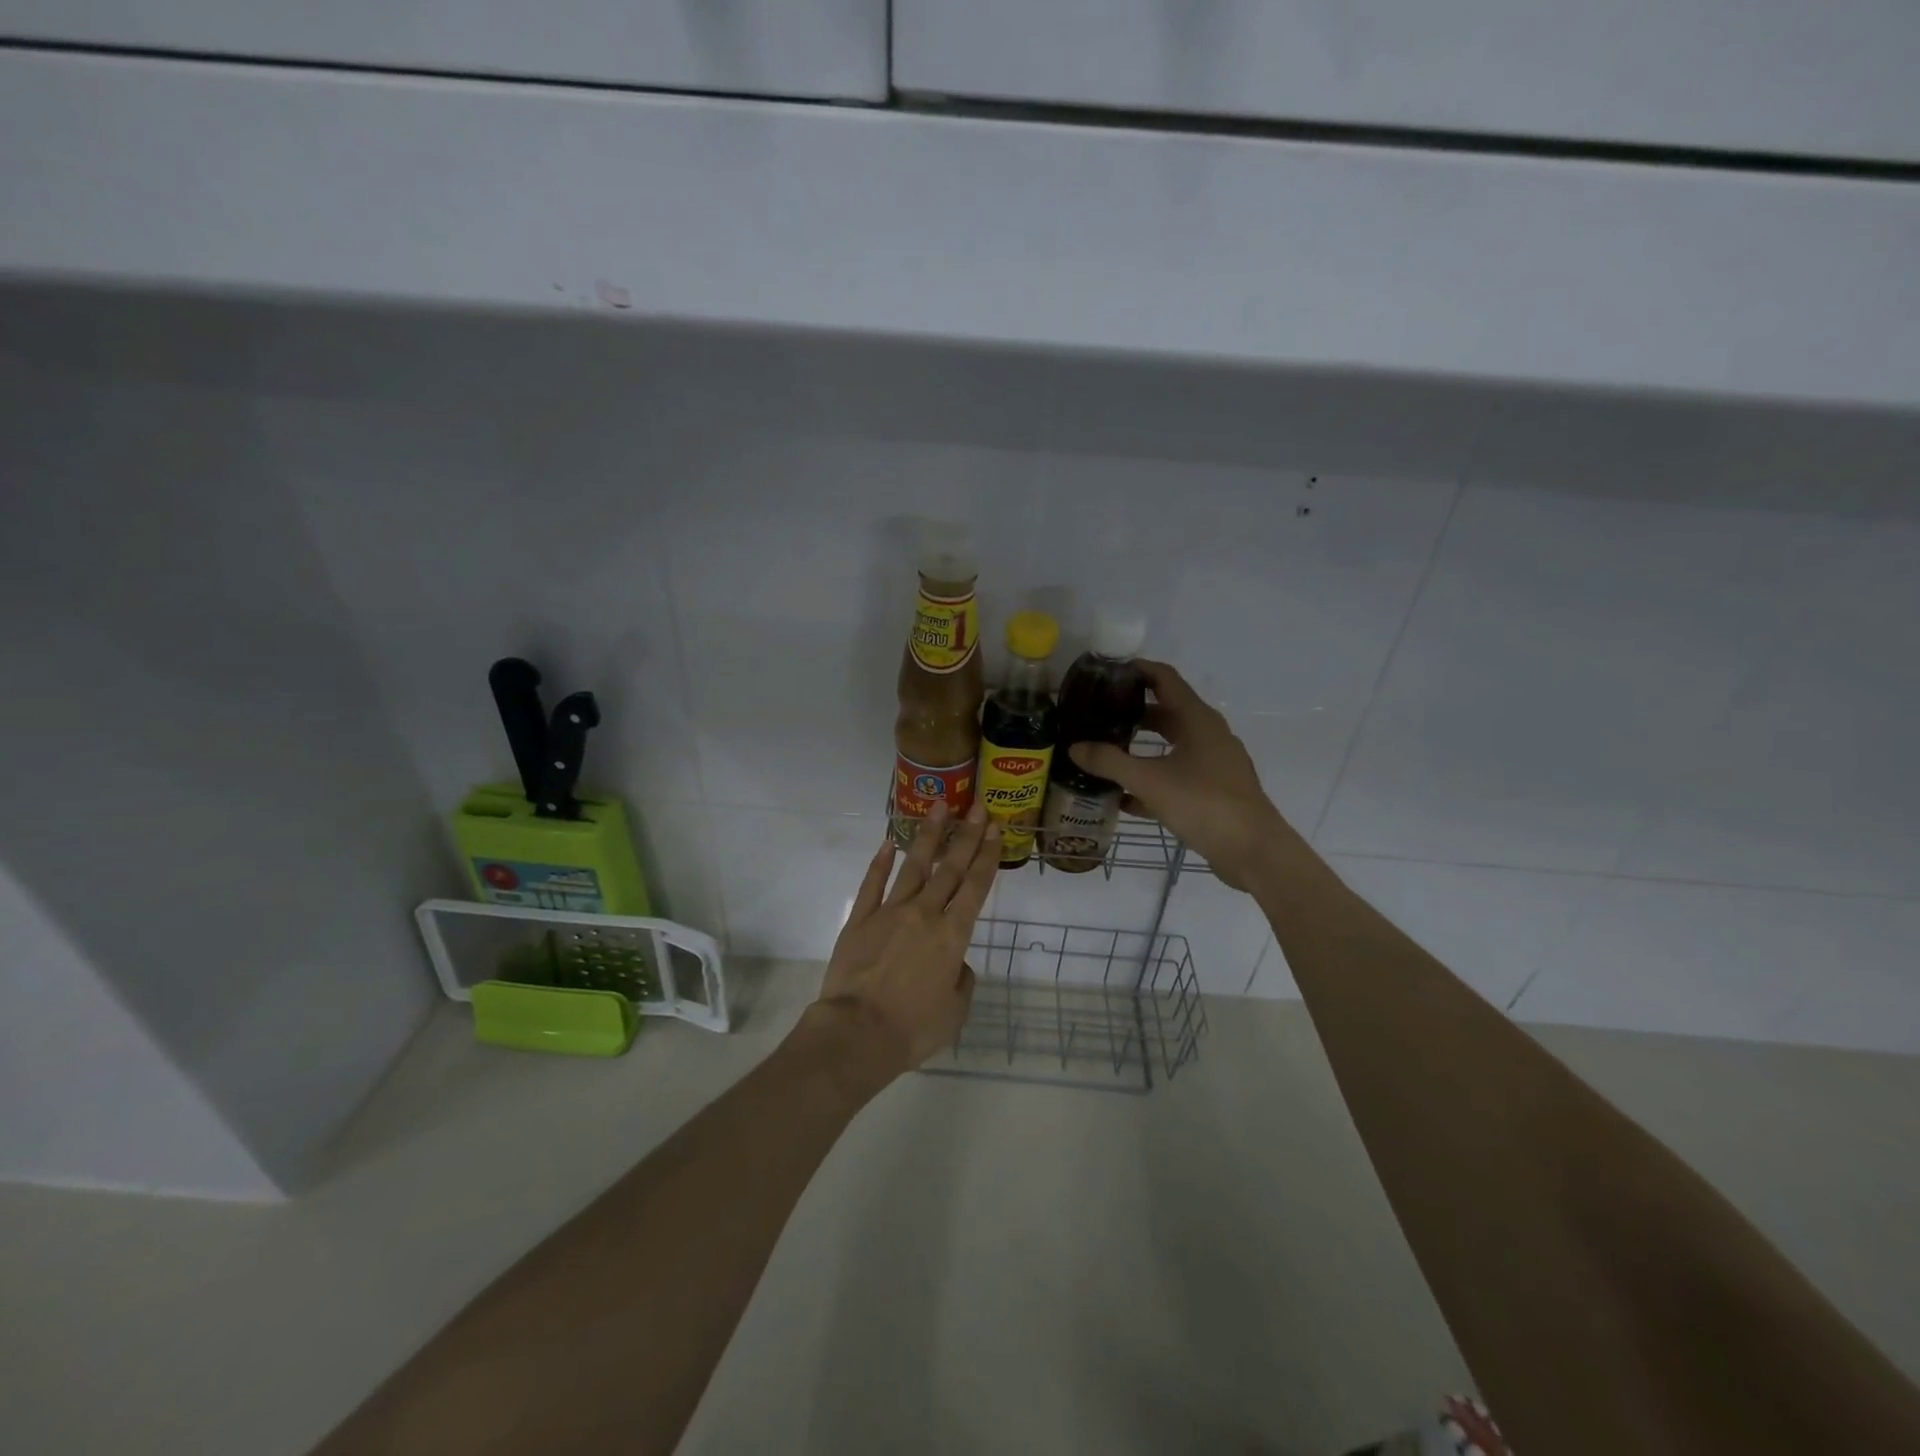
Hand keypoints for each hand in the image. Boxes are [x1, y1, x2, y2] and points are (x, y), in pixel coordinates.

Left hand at [809, 801, 999, 1084]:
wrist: (857, 1033)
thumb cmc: (913, 1028)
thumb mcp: (955, 1012)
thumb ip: (961, 981)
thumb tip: (955, 964)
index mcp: (952, 936)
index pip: (976, 887)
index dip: (987, 856)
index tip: (994, 829)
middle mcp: (924, 913)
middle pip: (949, 867)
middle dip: (966, 835)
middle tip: (976, 806)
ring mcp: (889, 912)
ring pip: (912, 866)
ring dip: (927, 835)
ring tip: (937, 807)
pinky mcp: (859, 919)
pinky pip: (872, 884)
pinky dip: (880, 862)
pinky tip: (887, 842)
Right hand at [1067, 660, 1296, 891]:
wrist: (1253, 850)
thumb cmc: (1203, 803)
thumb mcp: (1149, 781)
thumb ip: (1109, 762)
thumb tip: (1074, 747)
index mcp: (1197, 719)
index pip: (1164, 678)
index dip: (1136, 670)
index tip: (1104, 673)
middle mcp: (1208, 733)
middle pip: (1166, 711)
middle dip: (1131, 712)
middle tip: (1097, 716)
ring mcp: (1214, 762)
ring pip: (1171, 744)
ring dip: (1141, 746)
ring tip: (1106, 752)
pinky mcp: (1215, 789)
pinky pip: (1178, 773)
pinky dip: (1153, 776)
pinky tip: (1125, 797)